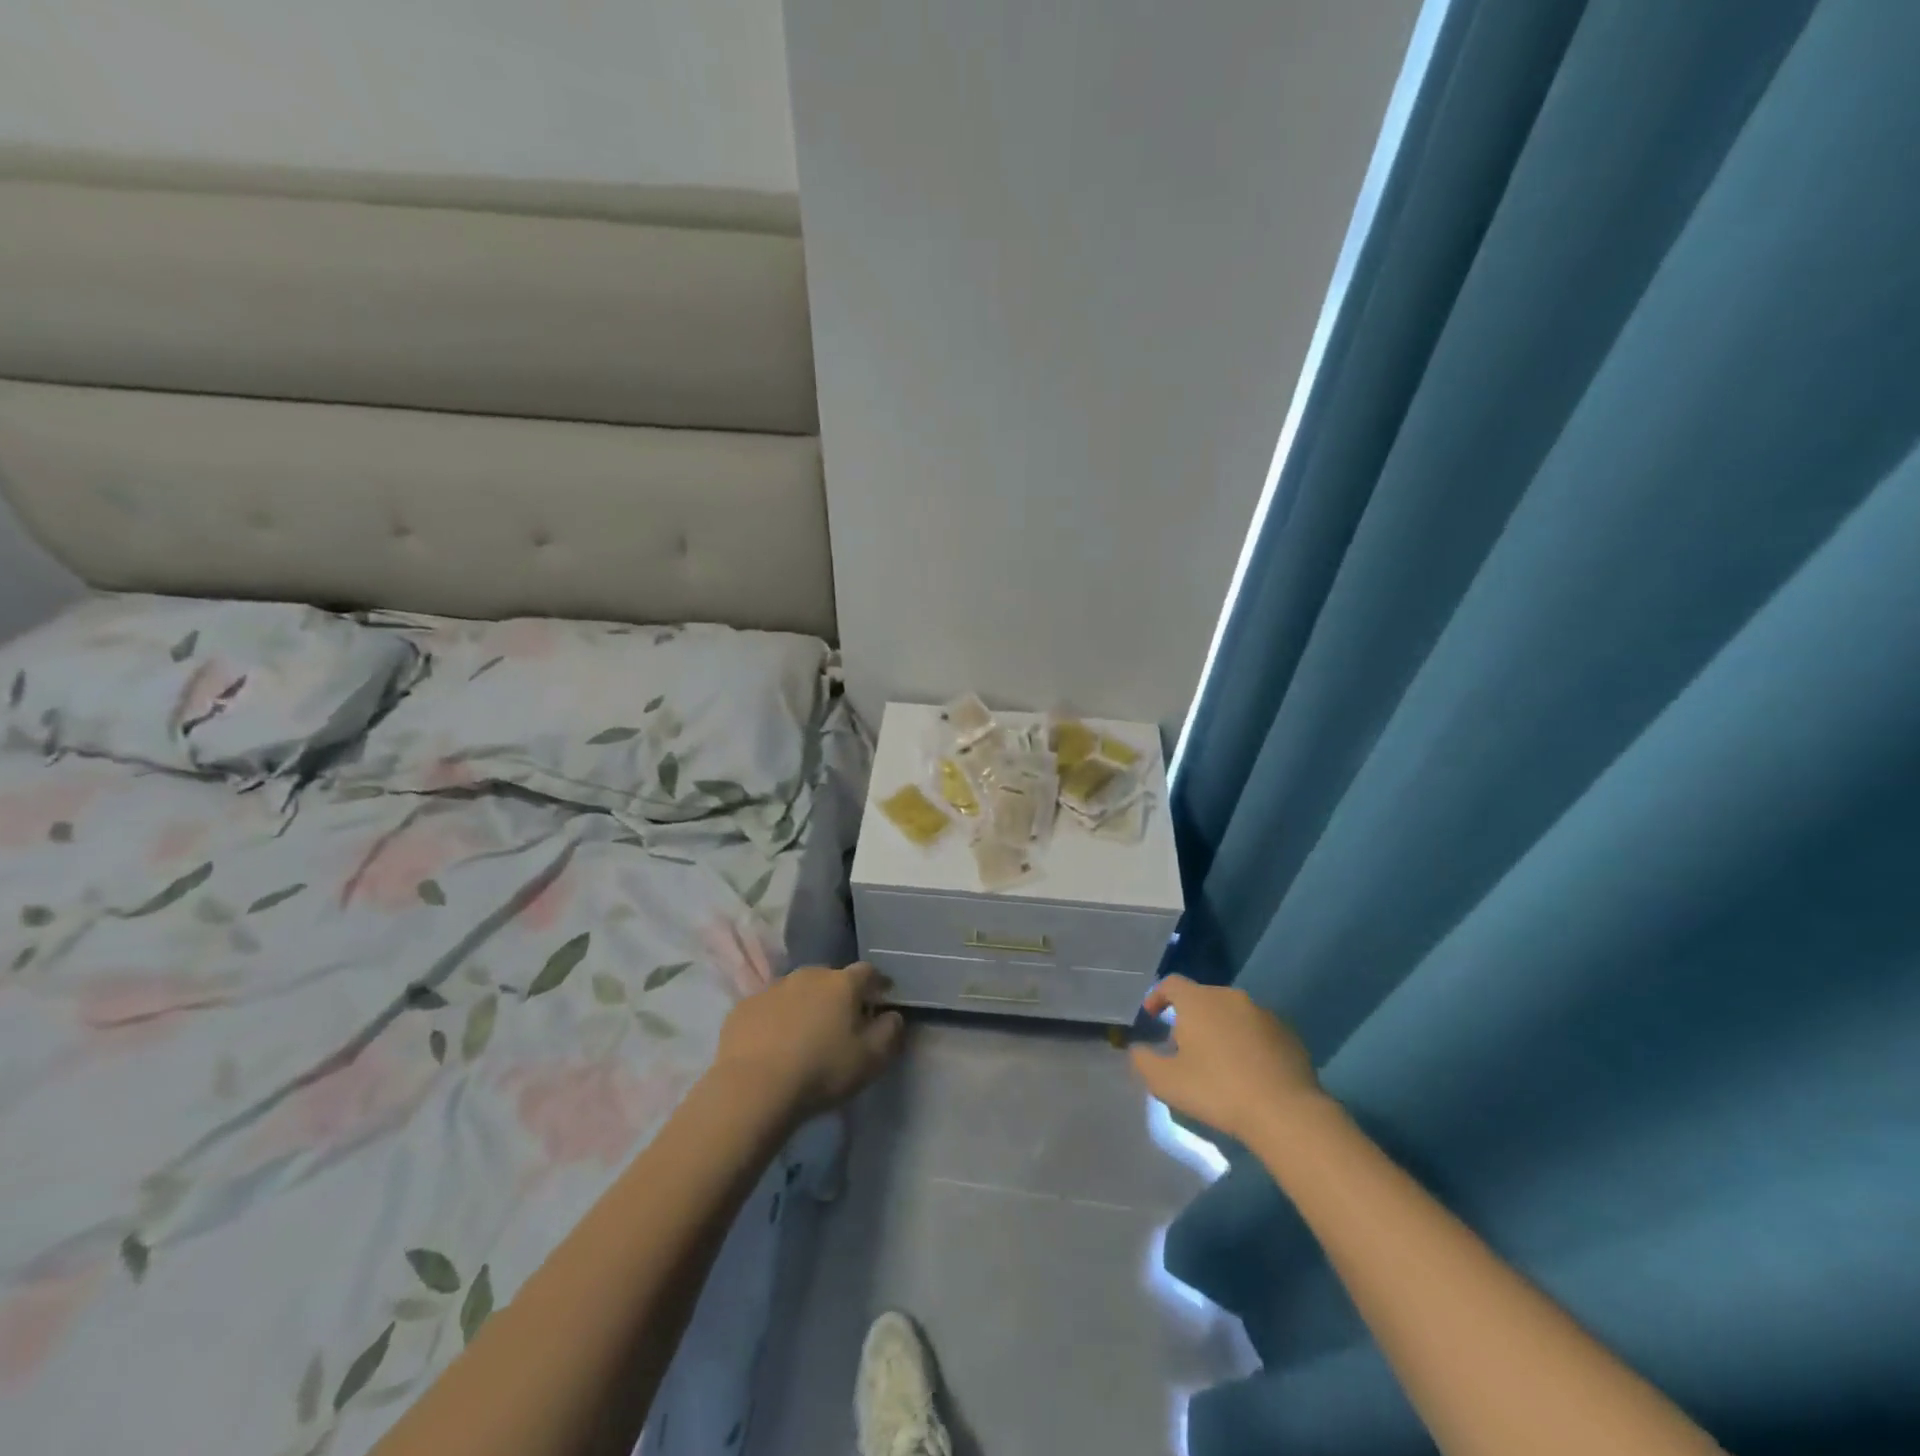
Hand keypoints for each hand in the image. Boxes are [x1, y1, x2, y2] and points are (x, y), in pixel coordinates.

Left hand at [712, 962, 904, 1122]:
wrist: (754, 1088)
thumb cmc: (822, 1071)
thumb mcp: (871, 1059)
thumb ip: (890, 1032)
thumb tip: (893, 1015)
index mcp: (842, 983)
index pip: (868, 972)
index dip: (878, 983)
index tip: (883, 997)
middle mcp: (808, 975)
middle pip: (830, 978)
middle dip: (839, 995)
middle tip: (841, 1021)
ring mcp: (773, 988)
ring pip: (797, 990)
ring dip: (805, 1005)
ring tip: (805, 1033)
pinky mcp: (744, 1007)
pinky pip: (769, 1007)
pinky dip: (776, 1018)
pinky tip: (774, 1043)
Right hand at [1129, 976, 1324, 1143]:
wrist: (1284, 1112)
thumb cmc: (1217, 1090)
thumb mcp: (1166, 1082)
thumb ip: (1143, 1061)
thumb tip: (1138, 1049)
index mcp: (1198, 1000)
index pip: (1171, 983)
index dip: (1157, 996)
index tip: (1151, 1017)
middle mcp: (1230, 996)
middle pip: (1202, 998)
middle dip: (1190, 1018)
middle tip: (1184, 1048)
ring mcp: (1263, 1013)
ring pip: (1231, 1014)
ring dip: (1220, 1030)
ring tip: (1218, 1062)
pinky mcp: (1288, 1033)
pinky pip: (1257, 1030)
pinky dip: (1246, 1043)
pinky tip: (1248, 1072)